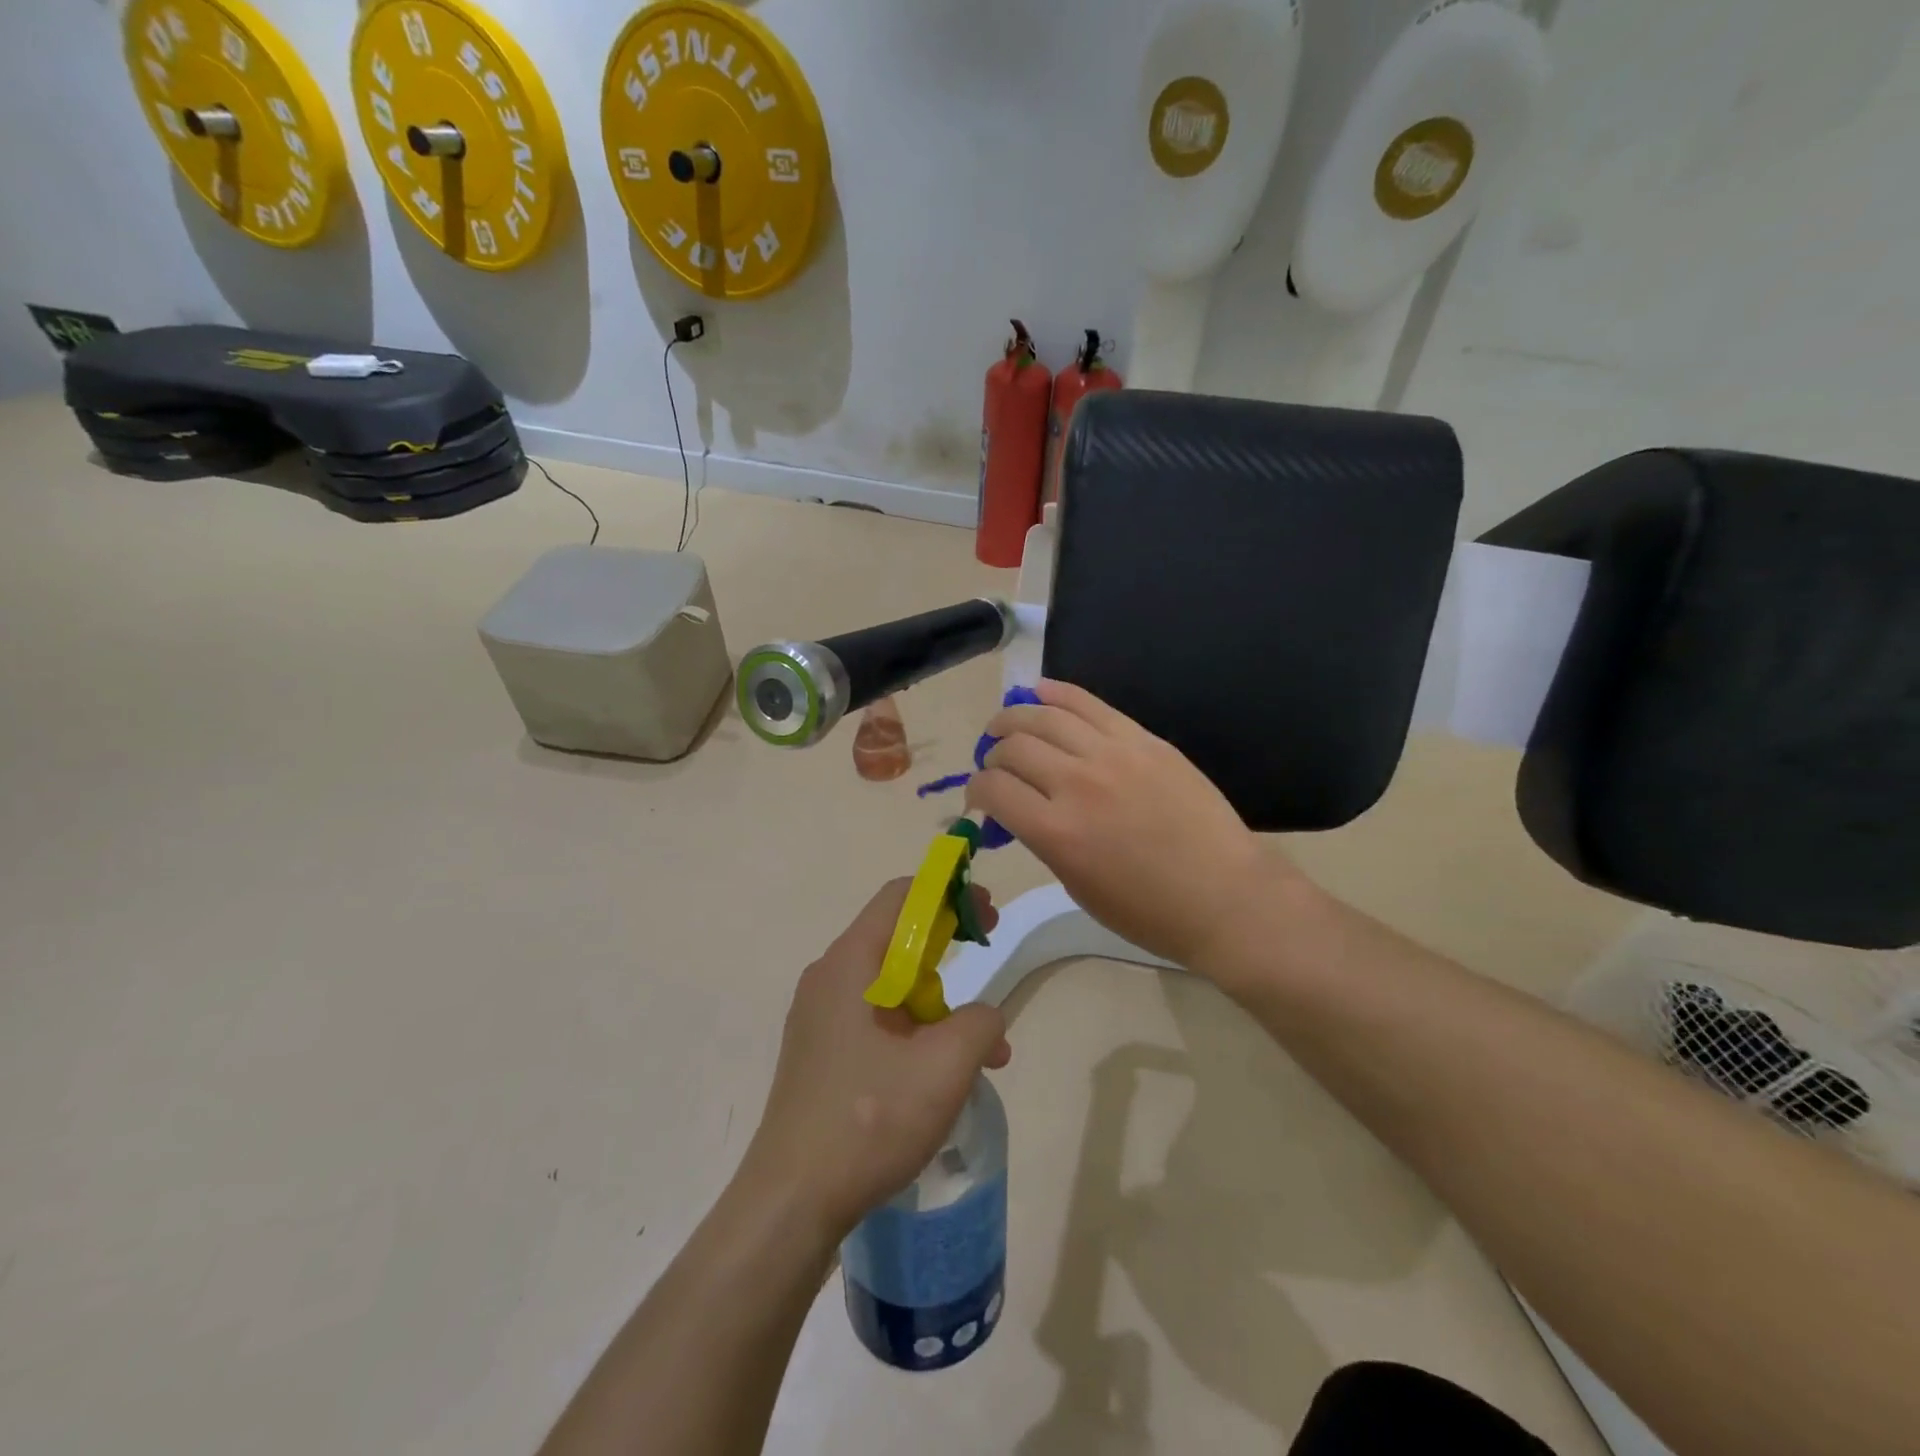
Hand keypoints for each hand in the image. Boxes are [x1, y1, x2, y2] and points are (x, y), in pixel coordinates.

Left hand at [739, 880, 1011, 1242]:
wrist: (791, 1201)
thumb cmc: (868, 1119)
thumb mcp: (945, 1066)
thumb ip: (981, 1023)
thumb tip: (986, 1018)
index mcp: (851, 962)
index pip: (902, 896)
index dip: (950, 894)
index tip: (987, 917)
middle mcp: (829, 977)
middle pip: (897, 936)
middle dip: (950, 947)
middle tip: (987, 963)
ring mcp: (820, 1016)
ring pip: (891, 983)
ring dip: (940, 1002)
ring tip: (983, 1051)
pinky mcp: (820, 1050)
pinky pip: (876, 1018)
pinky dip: (915, 1029)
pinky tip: (942, 1075)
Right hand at [966, 679, 1303, 977]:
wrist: (1225, 896)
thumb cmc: (1148, 911)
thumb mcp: (1077, 885)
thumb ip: (1043, 839)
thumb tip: (1019, 808)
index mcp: (1057, 833)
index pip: (993, 788)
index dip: (975, 790)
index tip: (981, 798)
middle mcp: (1077, 784)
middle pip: (1013, 747)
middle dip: (992, 755)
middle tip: (996, 765)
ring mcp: (1113, 754)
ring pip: (1044, 715)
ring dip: (1014, 718)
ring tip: (1006, 726)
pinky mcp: (1143, 739)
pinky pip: (1088, 703)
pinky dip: (1056, 693)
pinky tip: (1038, 692)